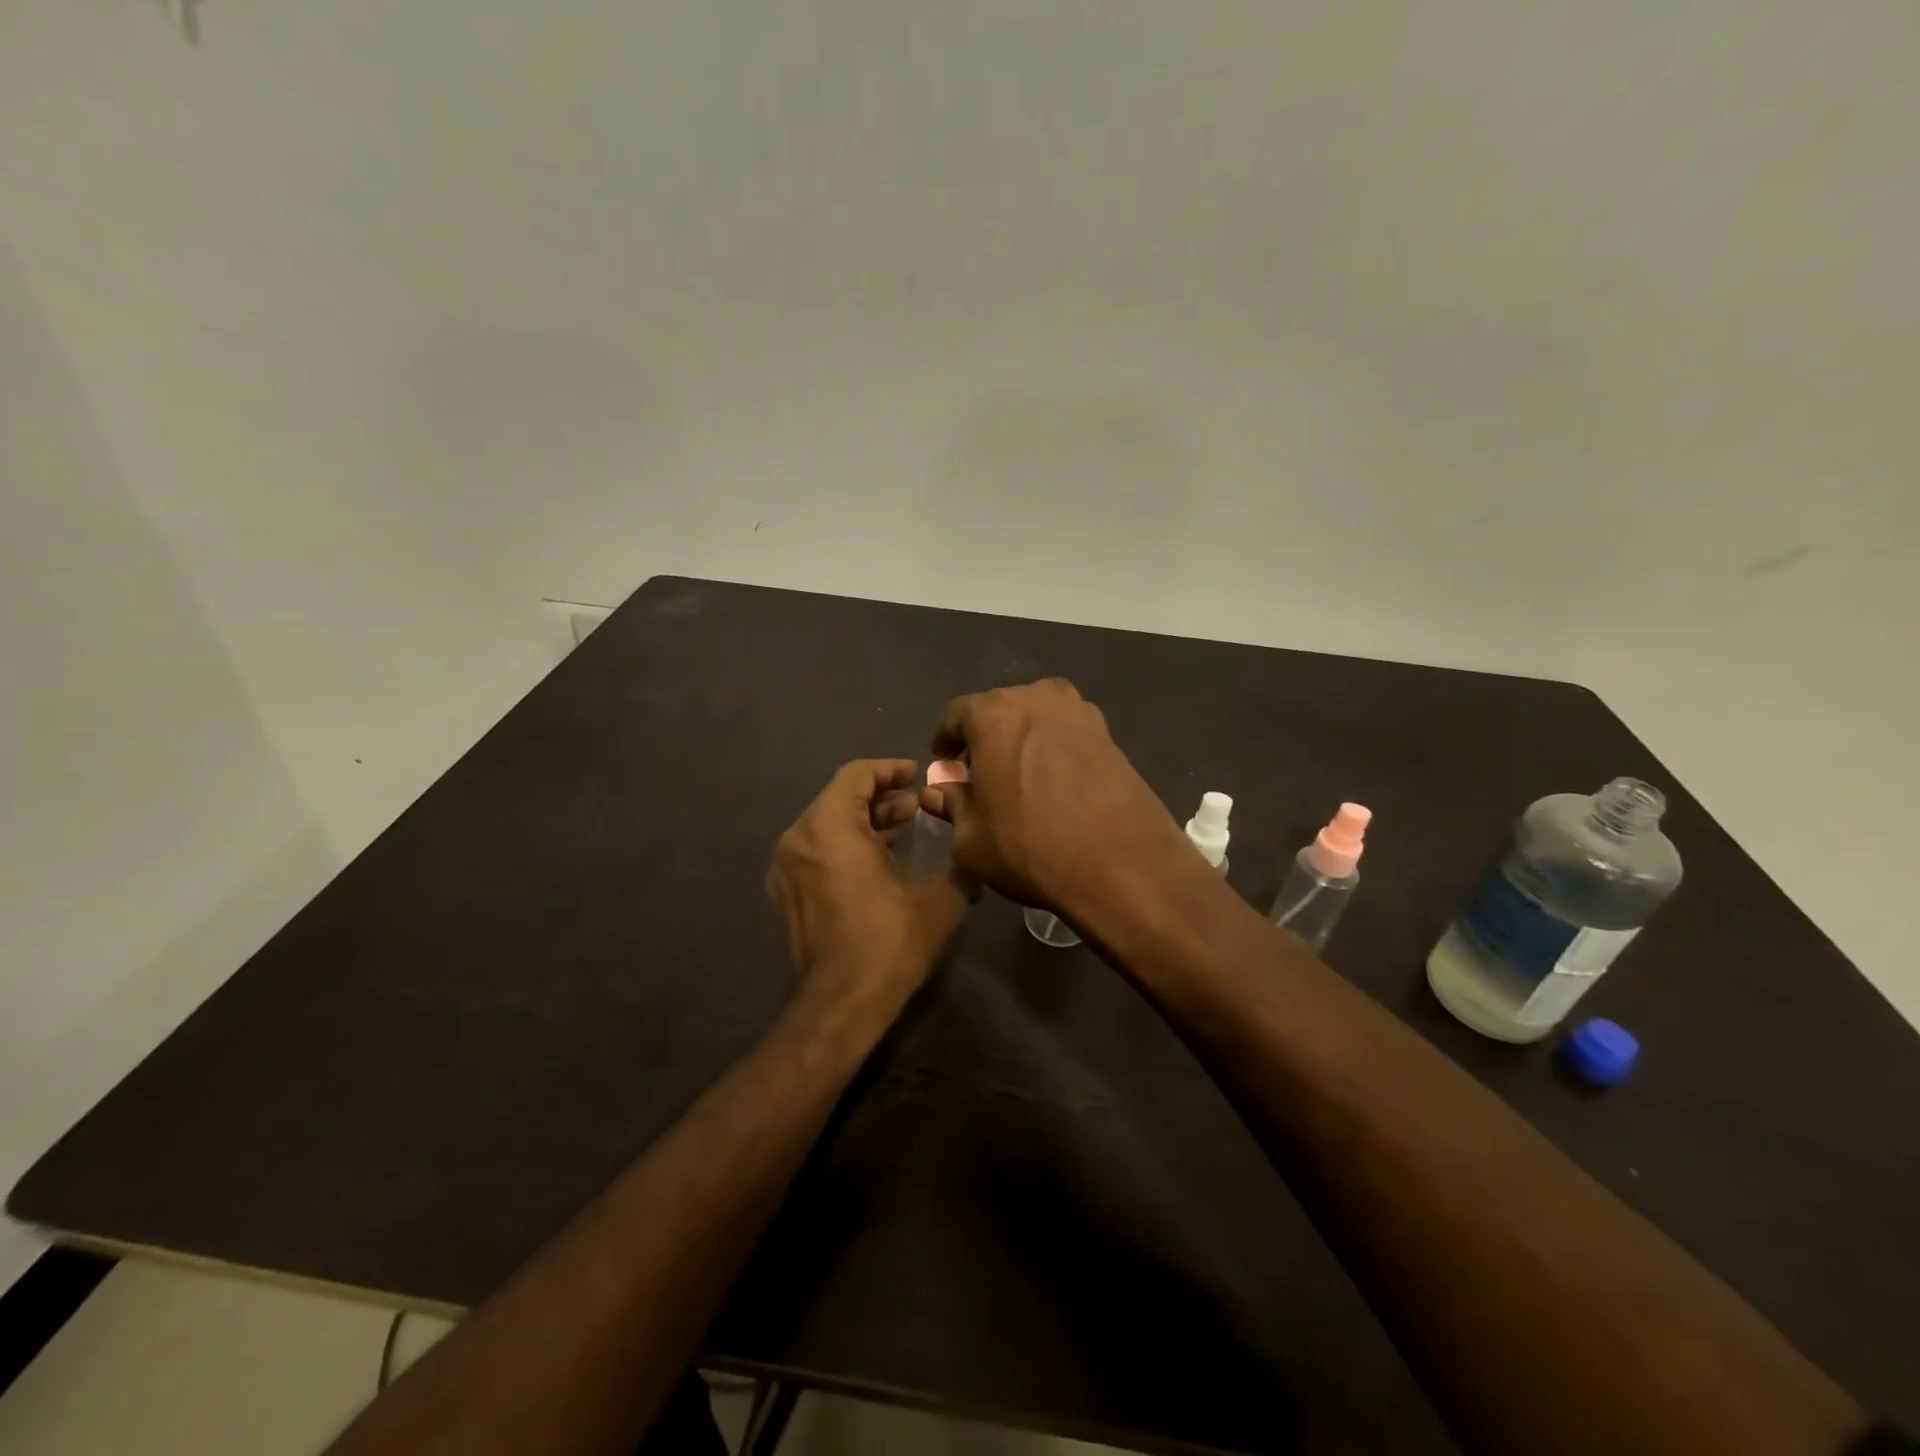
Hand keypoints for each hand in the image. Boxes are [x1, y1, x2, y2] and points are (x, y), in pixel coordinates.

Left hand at [767, 759, 968, 1016]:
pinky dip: (845, 847)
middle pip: (838, 799)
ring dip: (864, 824)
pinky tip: (877, 865)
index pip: (856, 775)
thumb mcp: (940, 900)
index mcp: (829, 826)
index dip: (889, 769)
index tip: (915, 774)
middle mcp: (798, 839)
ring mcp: (786, 869)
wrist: (840, 1005)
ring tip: (902, 833)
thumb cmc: (889, 942)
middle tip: (915, 807)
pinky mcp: (785, 895)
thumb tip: (973, 854)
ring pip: (826, 827)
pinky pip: (816, 853)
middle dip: (879, 799)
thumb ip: (959, 866)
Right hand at [921, 680, 1189, 924]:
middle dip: (984, 738)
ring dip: (1020, 741)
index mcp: (995, 714)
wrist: (1122, 866)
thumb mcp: (972, 838)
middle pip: (999, 711)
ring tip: (1017, 779)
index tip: (943, 762)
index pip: (956, 714)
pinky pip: (1066, 734)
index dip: (945, 739)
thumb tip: (939, 791)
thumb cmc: (1031, 848)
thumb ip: (951, 804)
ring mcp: (1081, 713)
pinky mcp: (1110, 735)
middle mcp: (1038, 698)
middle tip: (978, 774)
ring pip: (1036, 720)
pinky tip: (1052, 785)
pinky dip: (1052, 750)